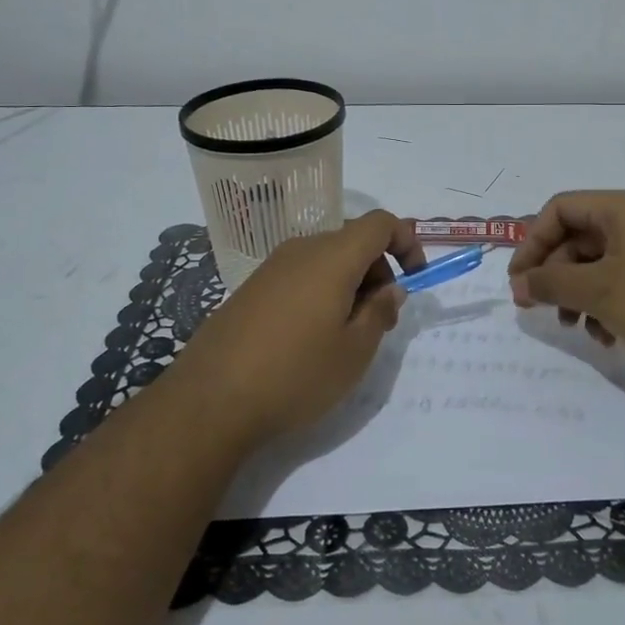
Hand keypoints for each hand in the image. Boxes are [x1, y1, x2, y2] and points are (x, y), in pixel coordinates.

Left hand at [166, 210, 426, 445]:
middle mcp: (301, 250)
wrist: (210, 401)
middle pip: (353, 241)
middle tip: (380, 320)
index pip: (380, 223)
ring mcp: (271, 268)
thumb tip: (390, 289)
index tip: (415, 278)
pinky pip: (300, 276)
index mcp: (332, 257)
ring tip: (346, 336)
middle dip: (378, 271)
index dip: (406, 242)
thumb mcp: (354, 351)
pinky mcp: (251, 289)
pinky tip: (310, 339)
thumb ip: (380, 312)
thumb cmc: (295, 374)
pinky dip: (320, 293)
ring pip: (326, 260)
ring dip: (350, 285)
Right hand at [508, 190, 624, 387]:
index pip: (560, 208)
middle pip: (579, 237)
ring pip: (601, 263)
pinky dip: (608, 304)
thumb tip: (520, 282)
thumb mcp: (600, 293)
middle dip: (555, 274)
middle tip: (540, 310)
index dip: (532, 242)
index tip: (519, 282)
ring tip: (578, 329)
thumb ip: (552, 283)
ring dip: (580, 294)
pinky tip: (609, 337)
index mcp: (622, 209)